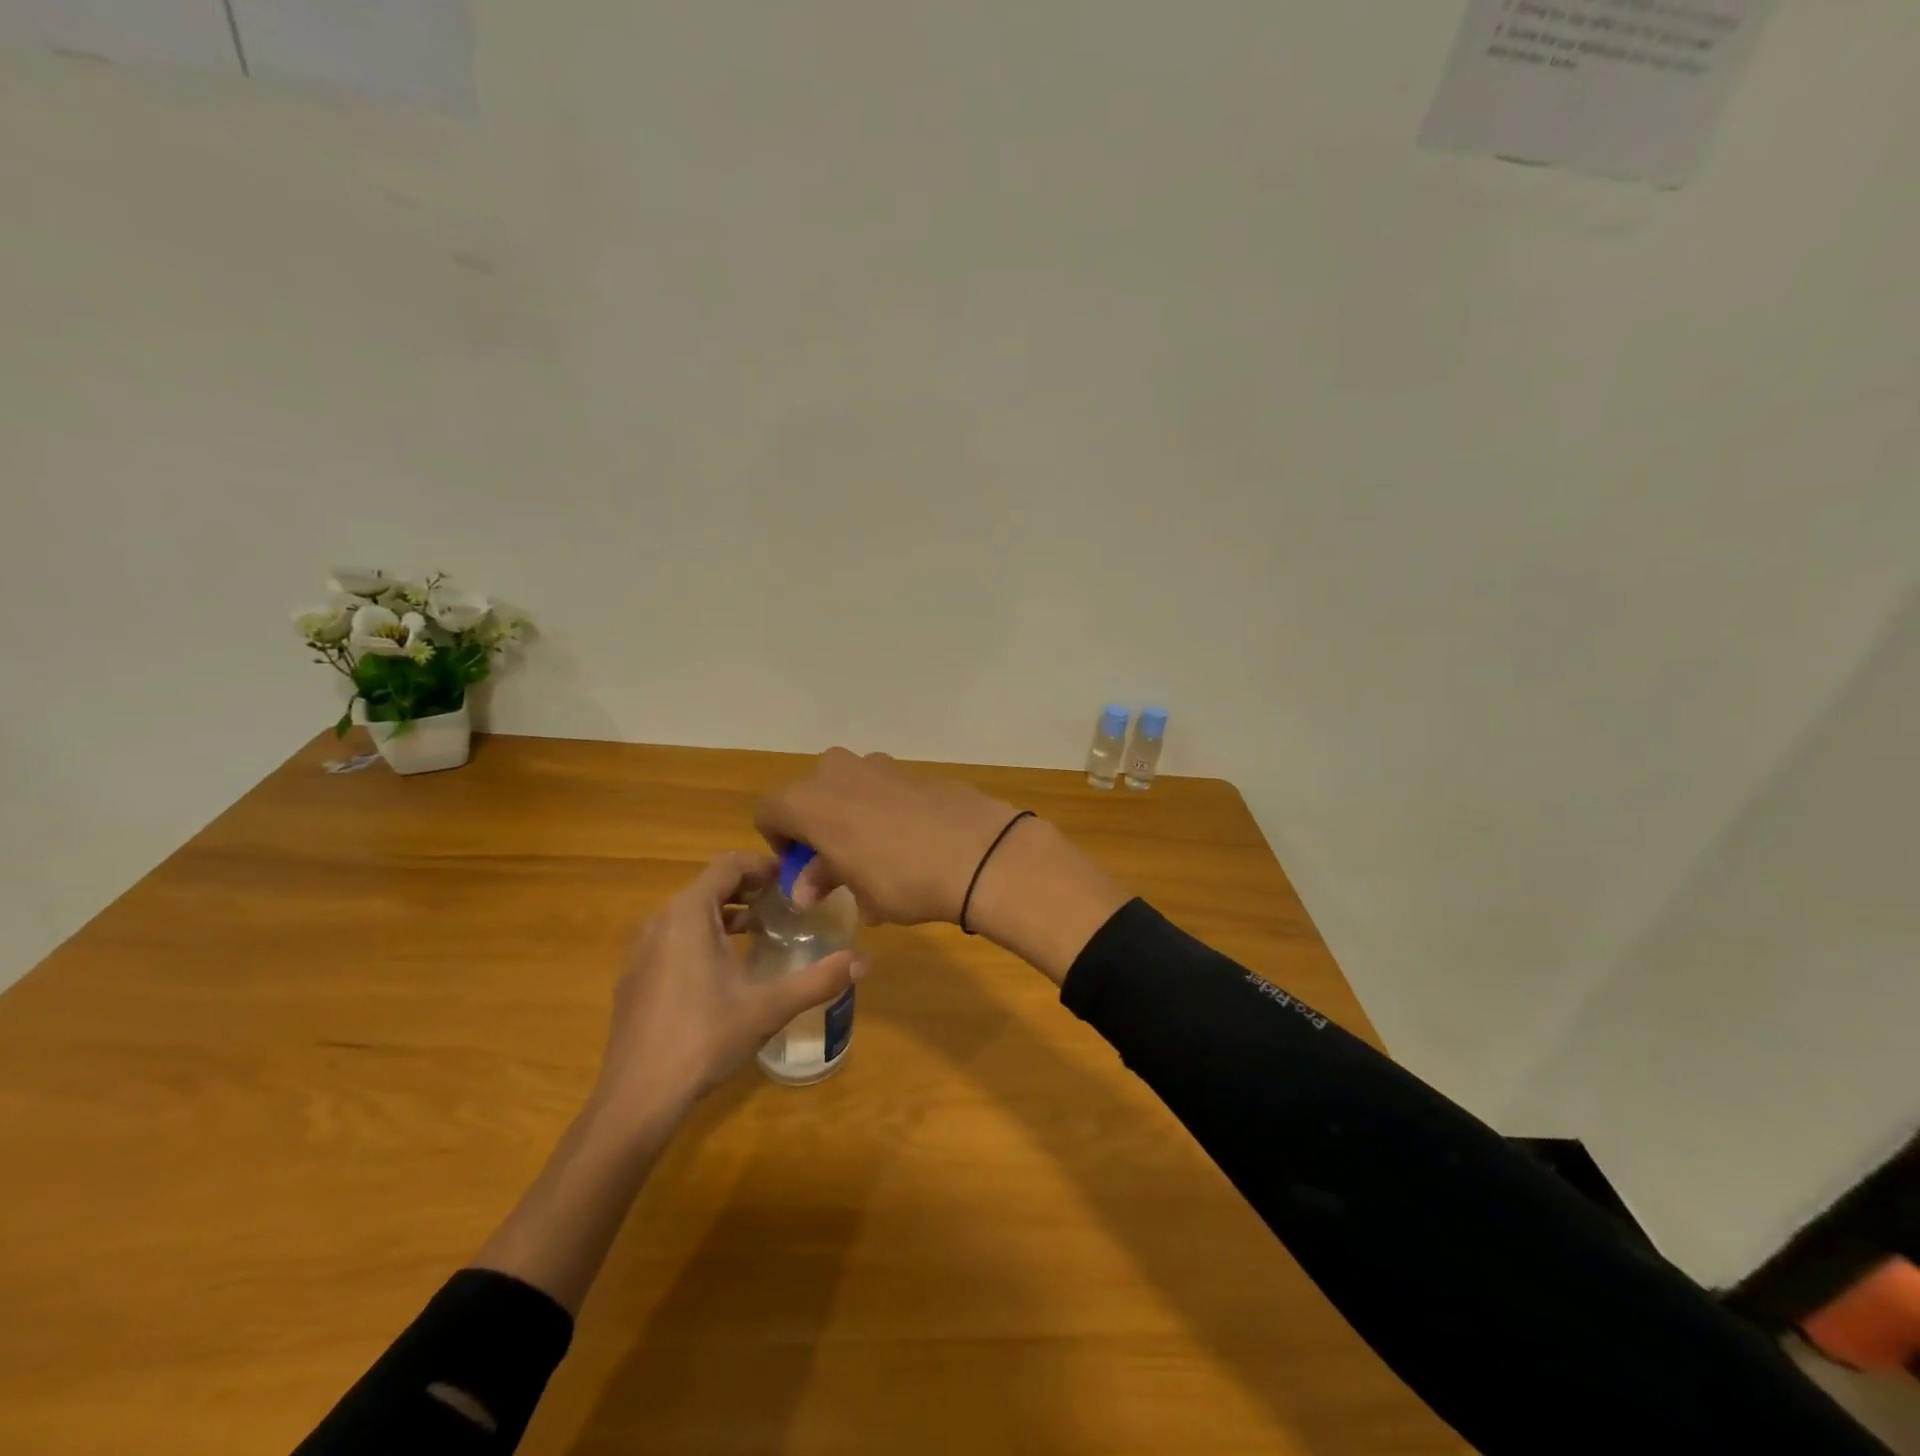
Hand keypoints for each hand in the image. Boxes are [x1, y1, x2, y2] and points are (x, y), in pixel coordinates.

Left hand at [588, 851, 864, 1128]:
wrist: (637, 1097)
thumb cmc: (705, 1038)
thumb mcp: (770, 1006)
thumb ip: (819, 979)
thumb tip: (864, 961)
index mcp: (690, 913)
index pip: (730, 864)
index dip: (764, 866)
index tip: (793, 884)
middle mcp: (661, 920)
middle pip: (710, 885)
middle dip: (749, 890)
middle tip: (784, 907)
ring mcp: (641, 950)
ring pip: (689, 913)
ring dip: (726, 914)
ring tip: (759, 934)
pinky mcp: (634, 978)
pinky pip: (673, 939)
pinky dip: (701, 938)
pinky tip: (722, 974)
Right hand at [754, 749, 1022, 925]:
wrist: (978, 853)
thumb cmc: (901, 878)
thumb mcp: (858, 891)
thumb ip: (826, 879)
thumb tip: (806, 887)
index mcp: (808, 800)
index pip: (768, 811)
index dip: (779, 840)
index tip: (802, 868)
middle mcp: (837, 772)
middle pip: (810, 794)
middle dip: (817, 824)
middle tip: (837, 861)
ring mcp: (880, 765)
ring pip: (850, 786)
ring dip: (852, 814)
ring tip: (878, 854)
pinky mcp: (916, 770)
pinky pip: (886, 788)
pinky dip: (887, 808)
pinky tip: (912, 840)